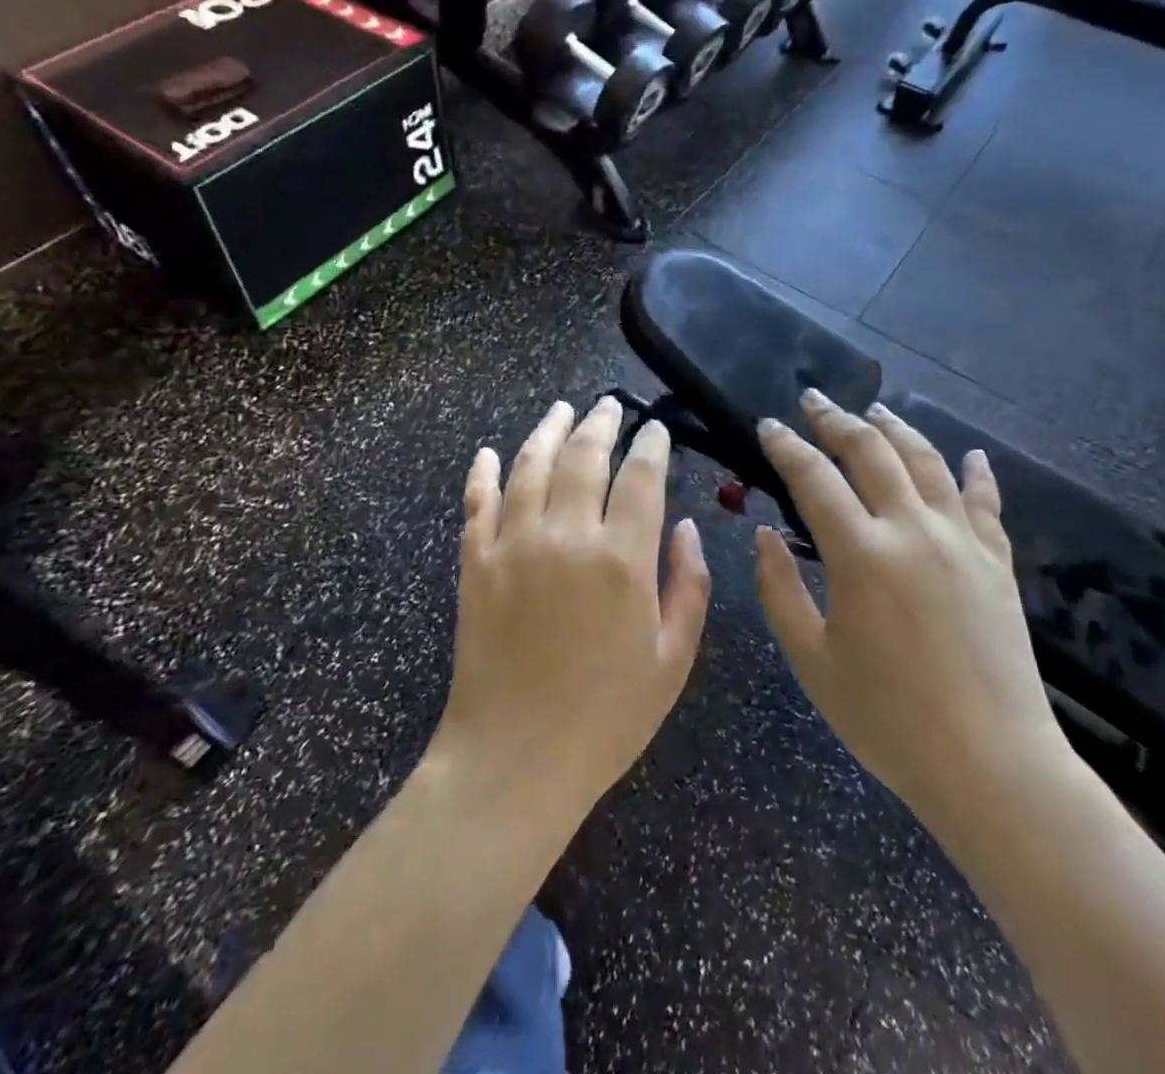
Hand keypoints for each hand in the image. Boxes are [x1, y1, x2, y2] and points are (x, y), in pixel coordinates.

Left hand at [433, 398, 710, 821]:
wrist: (514, 760)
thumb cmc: (606, 717)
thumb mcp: (673, 660)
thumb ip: (689, 585)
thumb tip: (686, 527)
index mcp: (622, 560)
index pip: (641, 477)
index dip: (651, 444)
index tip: (656, 428)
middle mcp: (567, 537)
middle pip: (584, 457)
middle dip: (601, 423)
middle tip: (609, 405)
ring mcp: (514, 545)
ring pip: (531, 465)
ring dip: (548, 430)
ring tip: (561, 408)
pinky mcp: (475, 563)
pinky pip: (477, 502)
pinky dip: (483, 472)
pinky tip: (489, 452)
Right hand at [754, 391, 1068, 820]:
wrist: (991, 765)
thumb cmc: (887, 719)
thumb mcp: (812, 660)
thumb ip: (779, 589)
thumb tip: (764, 534)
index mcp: (861, 553)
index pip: (814, 478)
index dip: (786, 446)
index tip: (768, 426)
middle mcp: (912, 529)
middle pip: (871, 452)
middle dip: (836, 419)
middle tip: (813, 400)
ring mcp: (961, 541)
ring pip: (927, 462)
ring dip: (896, 429)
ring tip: (874, 411)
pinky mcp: (997, 562)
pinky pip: (985, 502)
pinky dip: (976, 473)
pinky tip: (972, 455)